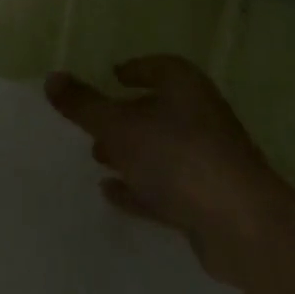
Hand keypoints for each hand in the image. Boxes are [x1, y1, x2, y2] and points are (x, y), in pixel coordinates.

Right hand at [46, 56, 293, 284]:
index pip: (156, 67)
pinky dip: (140, 187)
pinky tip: (112, 193)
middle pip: (157, 109)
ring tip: (97, 157)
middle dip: (126, 116)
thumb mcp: (118, 125)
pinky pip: (166, 186)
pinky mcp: (209, 200)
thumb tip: (51, 78)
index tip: (112, 76)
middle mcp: (200, 116)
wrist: (243, 226)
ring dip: (131, 153)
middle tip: (93, 123)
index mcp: (184, 86)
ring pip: (161, 150)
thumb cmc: (177, 157)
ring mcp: (208, 160)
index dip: (133, 70)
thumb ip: (83, 104)